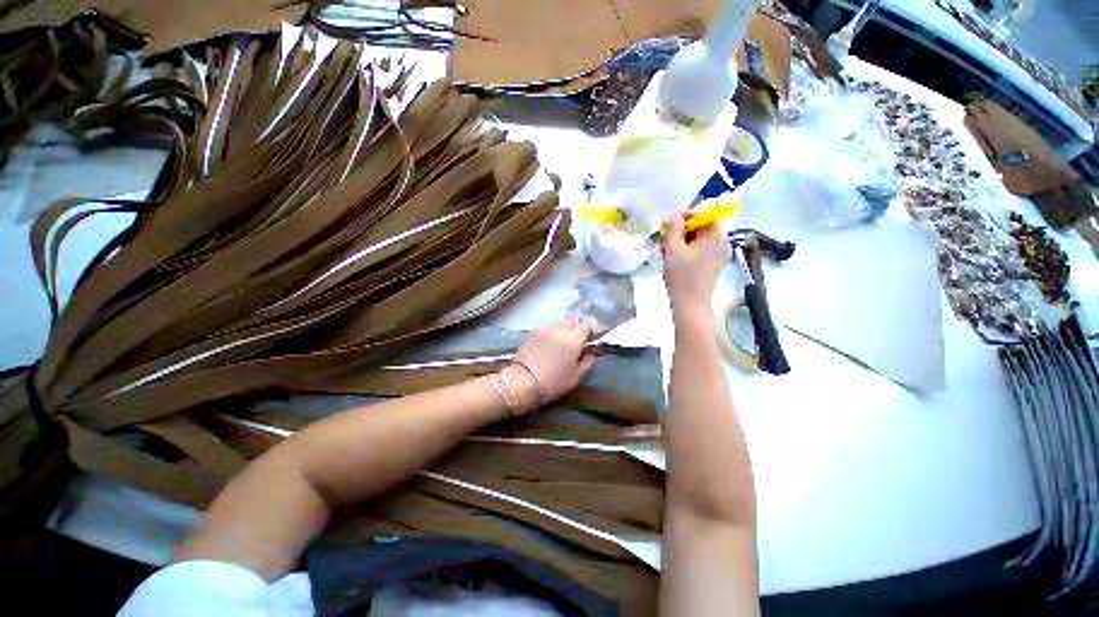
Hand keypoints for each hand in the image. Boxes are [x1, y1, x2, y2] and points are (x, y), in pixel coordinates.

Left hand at [509, 322, 594, 411]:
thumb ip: (585, 364)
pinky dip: (549, 333)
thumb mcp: (574, 379)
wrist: (522, 381)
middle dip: (575, 330)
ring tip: (560, 343)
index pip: (586, 326)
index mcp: (574, 340)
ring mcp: (545, 330)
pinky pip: (545, 329)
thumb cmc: (552, 383)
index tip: (590, 339)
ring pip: (558, 324)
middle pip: (572, 323)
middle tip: (575, 342)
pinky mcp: (532, 333)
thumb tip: (589, 355)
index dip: (590, 331)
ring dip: (562, 330)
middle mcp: (560, 330)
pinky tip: (547, 343)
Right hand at [663, 212, 729, 316]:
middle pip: (701, 227)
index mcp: (716, 236)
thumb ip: (674, 228)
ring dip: (680, 240)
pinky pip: (698, 251)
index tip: (669, 221)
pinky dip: (685, 250)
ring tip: (663, 248)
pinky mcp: (710, 266)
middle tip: (663, 235)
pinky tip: (670, 257)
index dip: (687, 215)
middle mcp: (720, 244)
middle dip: (681, 229)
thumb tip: (675, 214)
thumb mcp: (673, 249)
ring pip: (698, 240)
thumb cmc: (682, 275)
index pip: (705, 215)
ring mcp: (717, 256)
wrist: (689, 304)